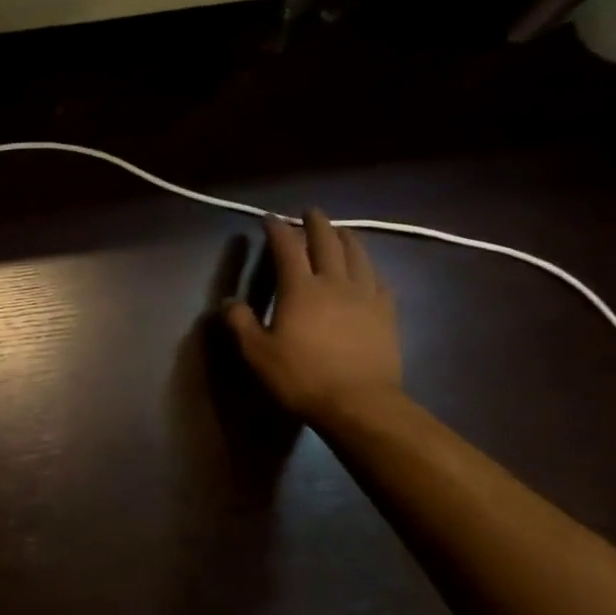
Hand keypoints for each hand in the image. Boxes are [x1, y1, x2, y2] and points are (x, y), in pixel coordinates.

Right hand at [225, 209, 400, 425]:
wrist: (359, 403)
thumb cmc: (301, 377)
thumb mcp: (257, 353)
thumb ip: (240, 323)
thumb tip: (229, 301)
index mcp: (299, 289)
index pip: (287, 249)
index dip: (277, 230)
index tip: (269, 218)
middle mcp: (334, 283)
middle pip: (327, 243)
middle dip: (316, 224)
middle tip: (310, 212)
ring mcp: (365, 296)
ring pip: (358, 255)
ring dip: (347, 238)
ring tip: (341, 230)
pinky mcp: (386, 313)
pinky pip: (379, 279)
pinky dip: (370, 266)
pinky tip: (368, 268)